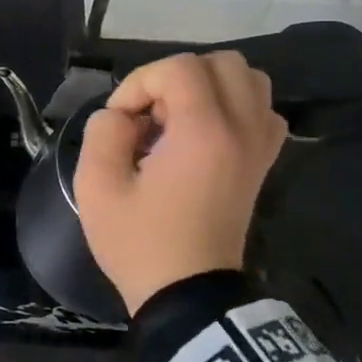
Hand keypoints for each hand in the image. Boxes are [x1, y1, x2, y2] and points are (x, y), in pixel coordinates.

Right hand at [73, 51, 287, 315]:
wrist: (189, 298)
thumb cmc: (141, 243)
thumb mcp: (97, 187)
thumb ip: (103, 131)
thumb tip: (121, 115)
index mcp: (204, 132)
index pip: (179, 68)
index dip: (140, 83)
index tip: (122, 120)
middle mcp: (243, 129)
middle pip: (221, 62)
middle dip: (176, 77)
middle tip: (152, 115)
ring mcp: (260, 146)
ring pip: (249, 80)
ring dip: (210, 86)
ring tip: (180, 119)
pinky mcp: (264, 163)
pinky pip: (263, 110)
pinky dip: (236, 107)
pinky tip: (207, 132)